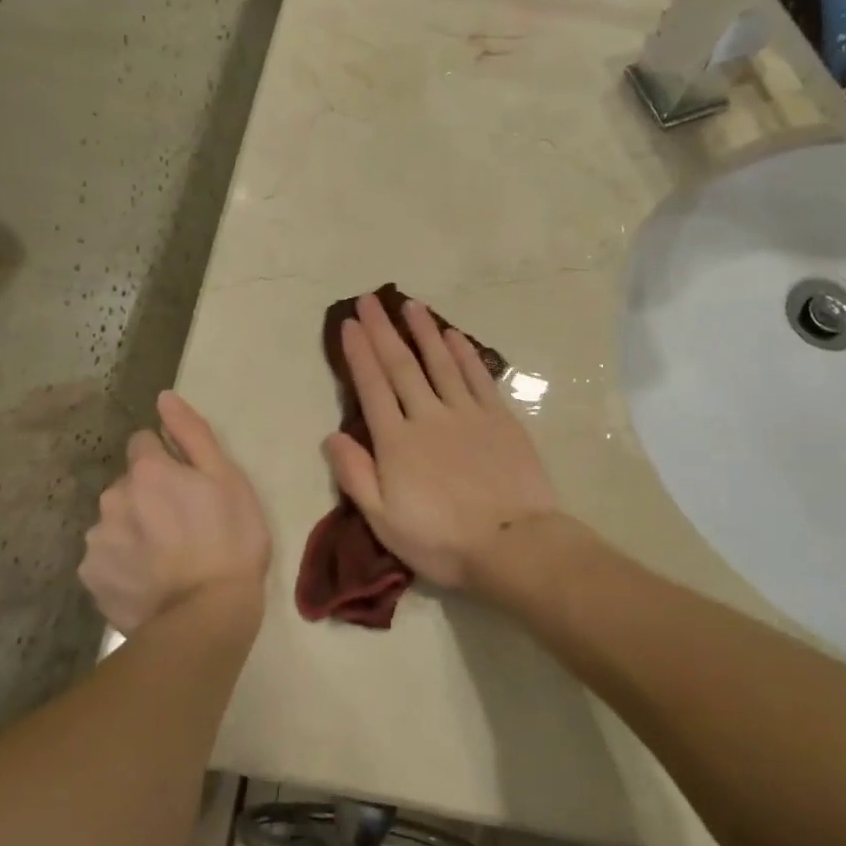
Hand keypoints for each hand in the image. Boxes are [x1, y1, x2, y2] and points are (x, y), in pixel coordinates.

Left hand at [81, 391, 269, 633]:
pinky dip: (123, 563)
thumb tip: (163, 397)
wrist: (207, 616)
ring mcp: (98, 540)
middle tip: (183, 525)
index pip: (143, 443)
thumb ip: (192, 433)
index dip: (167, 459)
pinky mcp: (91, 578)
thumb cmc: (230, 540)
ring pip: (115, 520)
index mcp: (147, 471)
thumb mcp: (227, 478)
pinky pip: (106, 558)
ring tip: (166, 558)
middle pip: (128, 484)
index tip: (188, 485)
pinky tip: (148, 579)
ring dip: (134, 528)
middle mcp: (113, 498)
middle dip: (149, 495)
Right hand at [324, 294, 559, 590]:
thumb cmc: (442, 540)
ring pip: (440, 362)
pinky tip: (453, 335)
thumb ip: (355, 475)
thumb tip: (331, 435)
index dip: (358, 353)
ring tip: (409, 305)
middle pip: (401, 365)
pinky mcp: (499, 417)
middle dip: (383, 330)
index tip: (349, 323)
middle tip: (370, 300)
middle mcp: (428, 416)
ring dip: (424, 331)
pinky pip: (477, 376)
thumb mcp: (384, 521)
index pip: (372, 387)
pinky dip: (463, 353)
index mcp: (397, 442)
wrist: (513, 544)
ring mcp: (467, 413)